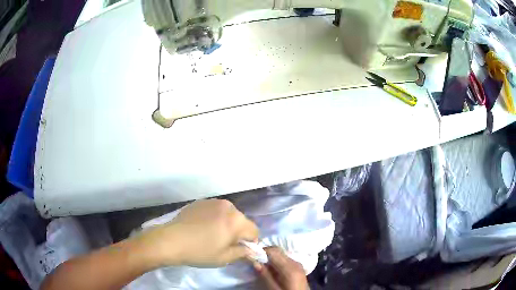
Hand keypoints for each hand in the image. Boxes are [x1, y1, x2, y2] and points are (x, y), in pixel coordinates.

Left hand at [136, 199, 258, 267]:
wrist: (171, 240)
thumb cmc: (200, 252)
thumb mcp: (224, 258)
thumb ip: (242, 253)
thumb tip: (250, 250)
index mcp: (236, 221)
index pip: (254, 231)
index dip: (250, 243)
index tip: (240, 250)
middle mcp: (228, 207)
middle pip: (242, 221)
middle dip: (238, 232)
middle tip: (225, 244)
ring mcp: (214, 202)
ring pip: (229, 215)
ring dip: (227, 224)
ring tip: (212, 235)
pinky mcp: (202, 201)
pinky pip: (216, 210)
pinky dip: (215, 218)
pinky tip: (203, 227)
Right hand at [254, 247, 308, 289]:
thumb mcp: (274, 289)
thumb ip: (265, 275)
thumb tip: (255, 262)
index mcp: (290, 267)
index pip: (274, 251)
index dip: (261, 251)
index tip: (251, 256)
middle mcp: (295, 262)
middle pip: (278, 251)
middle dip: (265, 254)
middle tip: (255, 261)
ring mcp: (299, 264)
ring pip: (282, 255)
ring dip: (271, 258)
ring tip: (262, 266)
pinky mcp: (299, 268)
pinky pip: (286, 260)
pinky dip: (277, 262)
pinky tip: (272, 270)